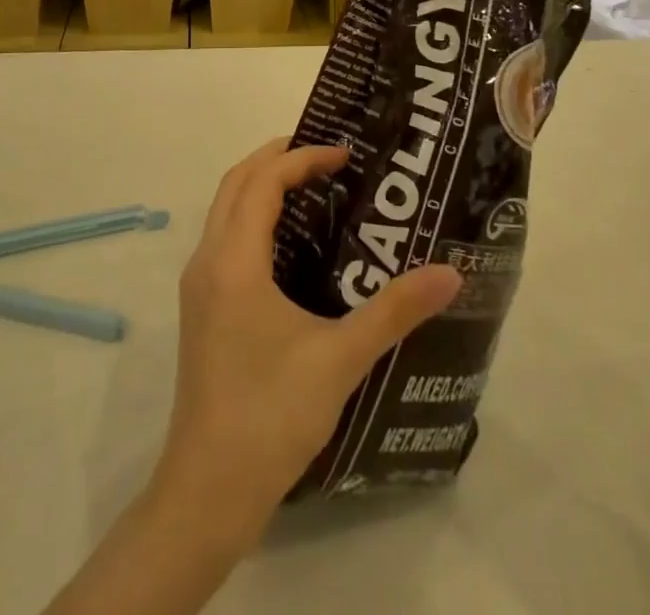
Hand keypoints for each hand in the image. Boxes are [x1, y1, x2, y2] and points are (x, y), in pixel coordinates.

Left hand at [154, 139, 461, 537]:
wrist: (207, 493)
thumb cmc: (271, 416)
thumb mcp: (341, 359)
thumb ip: (395, 311)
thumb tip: (450, 273)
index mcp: (234, 261)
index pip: (263, 182)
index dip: (303, 158)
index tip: (346, 155)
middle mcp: (208, 262)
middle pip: (236, 183)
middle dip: (277, 158)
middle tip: (327, 156)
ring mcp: (199, 288)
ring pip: (225, 210)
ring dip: (262, 186)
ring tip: (313, 188)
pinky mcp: (201, 311)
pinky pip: (225, 238)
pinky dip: (253, 218)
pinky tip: (291, 244)